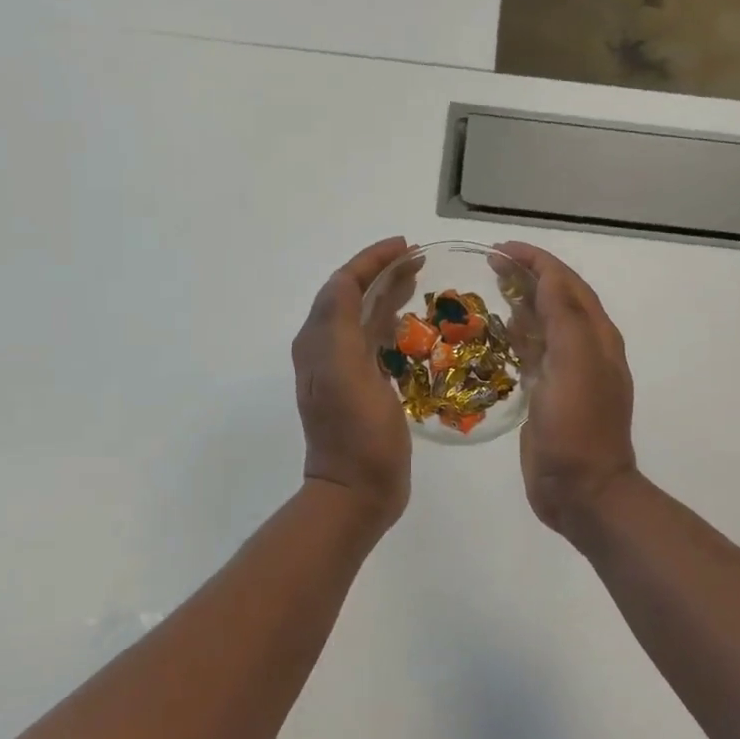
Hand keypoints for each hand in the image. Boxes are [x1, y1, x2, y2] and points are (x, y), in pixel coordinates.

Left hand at [292, 237, 413, 529]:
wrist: (356, 492)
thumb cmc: (356, 433)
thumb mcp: (343, 372)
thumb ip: (339, 322)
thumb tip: (345, 279)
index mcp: (319, 340)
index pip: (342, 284)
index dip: (371, 260)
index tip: (407, 245)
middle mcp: (325, 348)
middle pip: (353, 295)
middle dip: (382, 271)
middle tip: (420, 260)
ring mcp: (342, 369)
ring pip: (364, 316)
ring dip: (388, 293)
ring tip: (420, 281)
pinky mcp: (361, 386)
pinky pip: (374, 340)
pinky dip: (392, 322)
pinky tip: (412, 324)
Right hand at [496, 242, 638, 539]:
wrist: (582, 491)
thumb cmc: (578, 426)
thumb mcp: (576, 363)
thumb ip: (565, 316)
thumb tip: (548, 277)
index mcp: (596, 336)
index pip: (566, 283)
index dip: (536, 261)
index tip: (500, 249)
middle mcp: (585, 348)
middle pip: (556, 299)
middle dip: (526, 276)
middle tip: (489, 265)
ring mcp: (566, 373)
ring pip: (543, 324)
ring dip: (520, 303)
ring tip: (489, 291)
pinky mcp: (547, 395)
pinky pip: (532, 353)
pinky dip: (515, 336)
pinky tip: (495, 335)